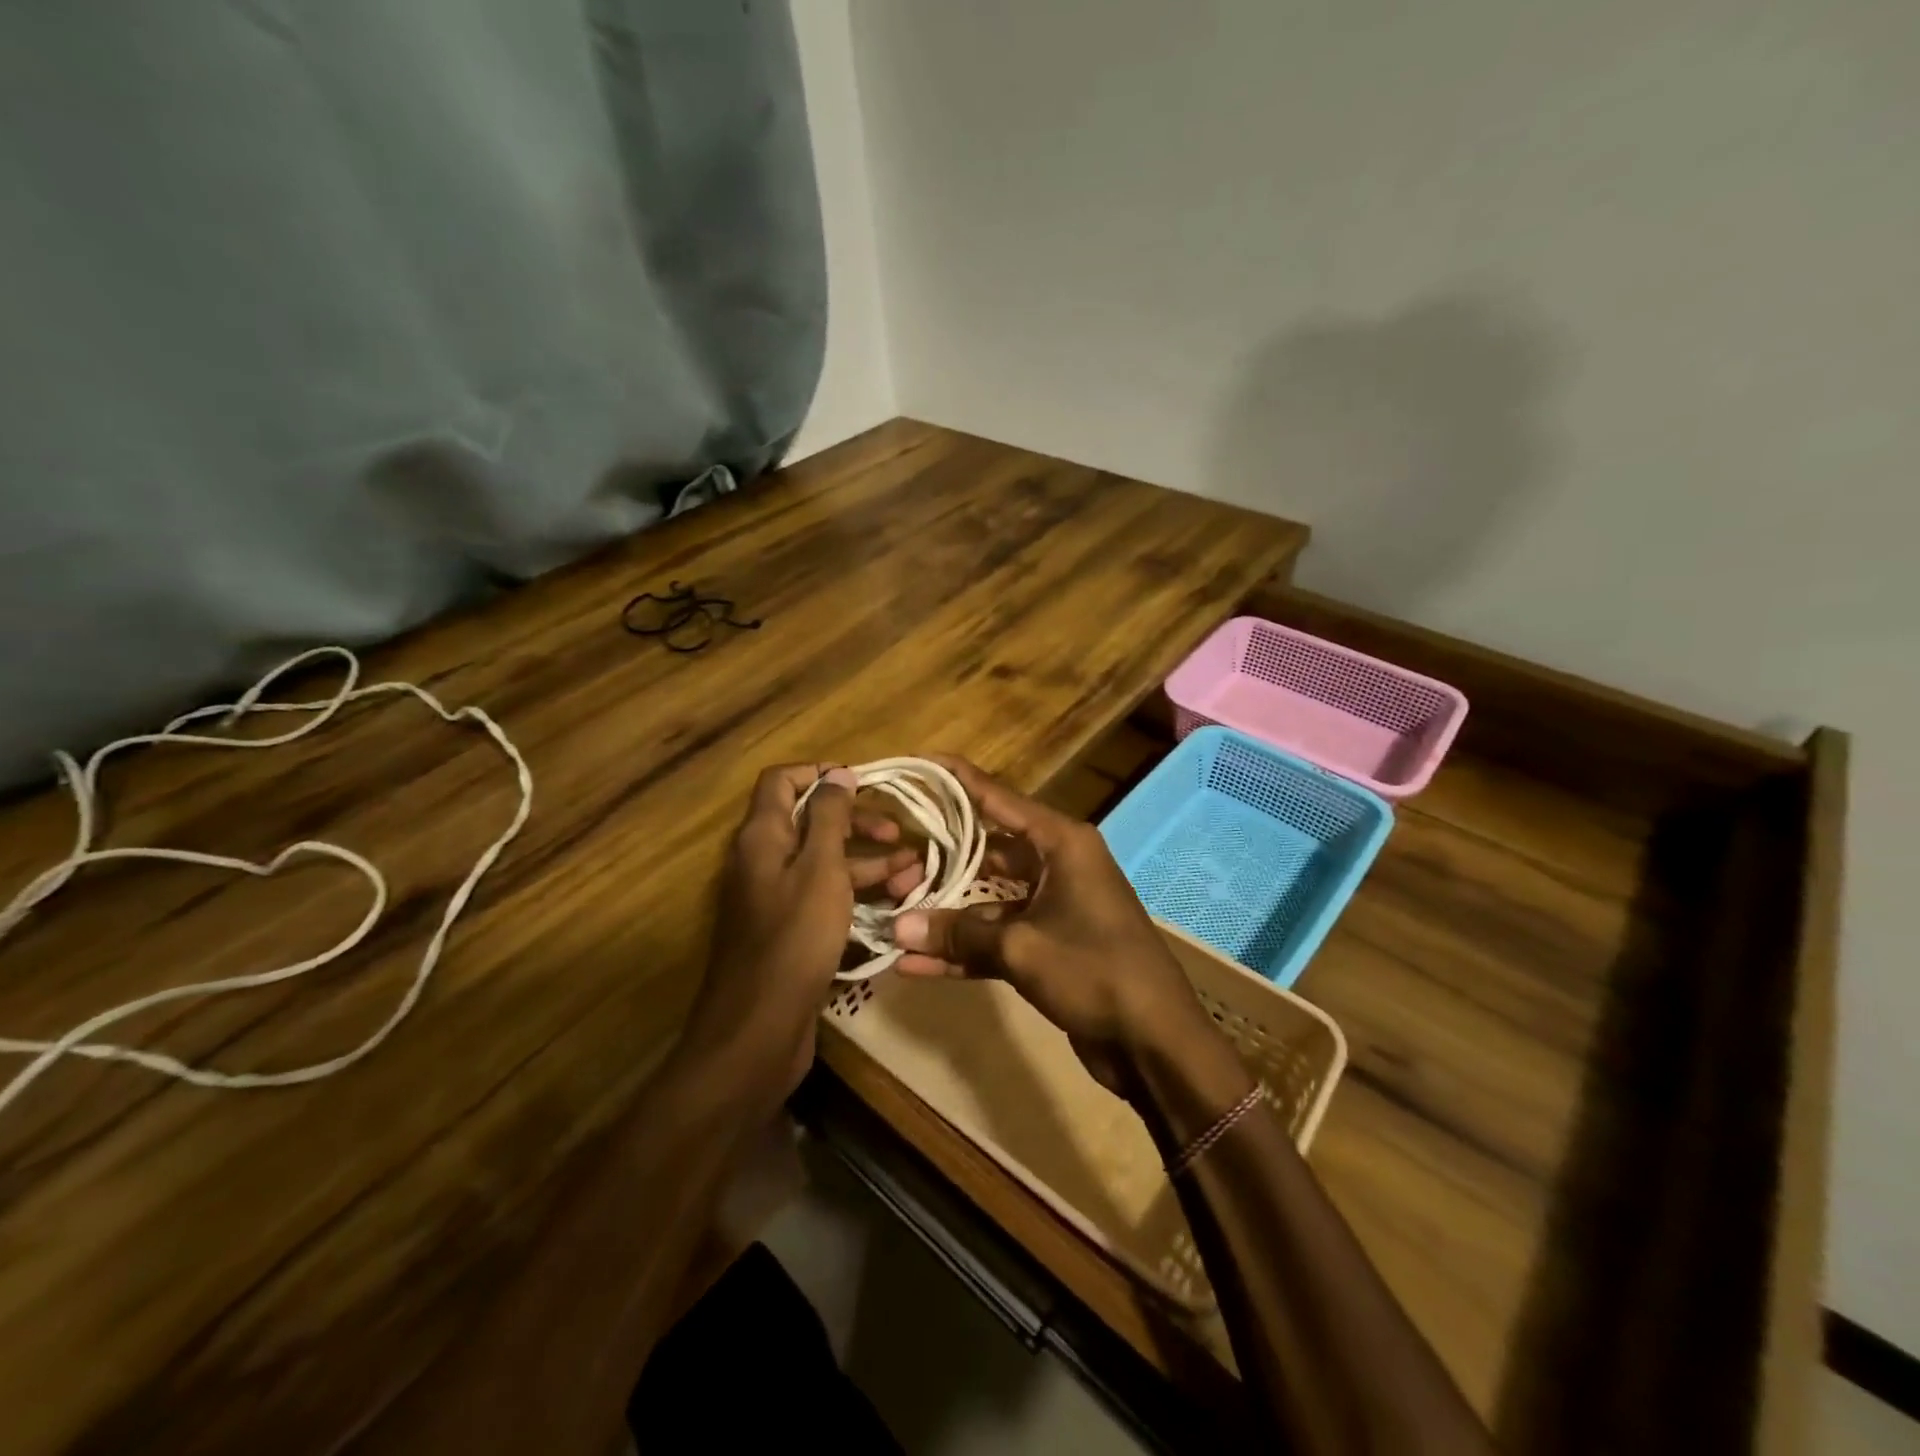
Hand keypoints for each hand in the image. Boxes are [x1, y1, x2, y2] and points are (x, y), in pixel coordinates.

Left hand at [687, 764, 920, 1100]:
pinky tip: (894, 905)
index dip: (821, 775)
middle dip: (857, 822)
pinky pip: (825, 898)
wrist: (758, 1031)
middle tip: (898, 835)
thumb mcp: (820, 869)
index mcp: (762, 837)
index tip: (865, 786)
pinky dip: (856, 894)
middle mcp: (764, 861)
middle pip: (810, 822)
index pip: (782, 781)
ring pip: (824, 863)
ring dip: (867, 862)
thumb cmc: (794, 940)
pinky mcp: (790, 932)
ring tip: (914, 874)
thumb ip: (829, 817)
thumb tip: (837, 772)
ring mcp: (775, 899)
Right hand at [891, 757, 1226, 1101]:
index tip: (921, 762)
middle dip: (941, 862)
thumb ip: (958, 933)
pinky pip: (999, 938)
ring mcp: (1053, 907)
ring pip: (989, 900)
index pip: (999, 798)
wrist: (1155, 1042)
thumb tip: (896, 928)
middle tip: (891, 861)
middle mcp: (1058, 865)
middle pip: (988, 851)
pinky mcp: (1049, 947)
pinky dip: (966, 950)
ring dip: (947, 916)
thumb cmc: (1095, 970)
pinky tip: (918, 965)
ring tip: (893, 919)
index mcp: (1061, 843)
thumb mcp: (1021, 947)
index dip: (958, 781)